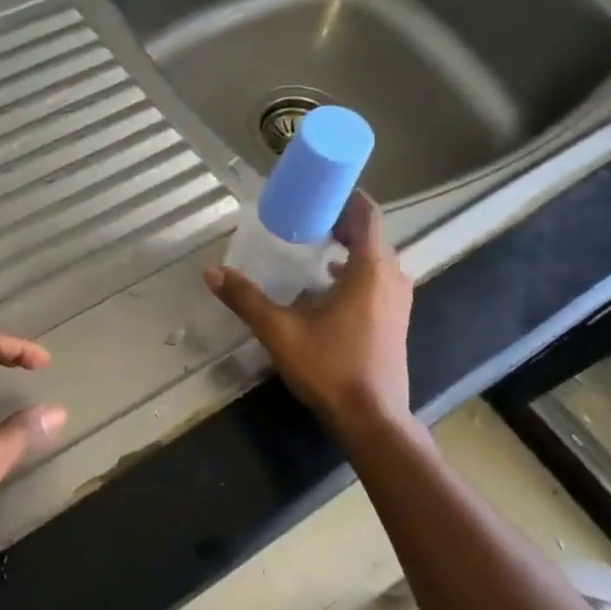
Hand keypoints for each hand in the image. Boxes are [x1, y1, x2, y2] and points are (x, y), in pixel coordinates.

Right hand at [204, 192, 413, 431]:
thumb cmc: (330, 367)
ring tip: (314, 248)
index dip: (346, 198)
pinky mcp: (396, 322)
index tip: (319, 192)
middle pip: (371, 236)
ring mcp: (398, 302)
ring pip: (375, 261)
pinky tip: (326, 289)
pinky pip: (377, 282)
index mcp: (370, 269)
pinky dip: (355, 273)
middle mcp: (392, 277)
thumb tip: (211, 272)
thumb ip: (246, 299)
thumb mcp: (280, 331)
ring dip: (349, 250)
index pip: (367, 215)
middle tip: (306, 219)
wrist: (371, 417)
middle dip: (341, 223)